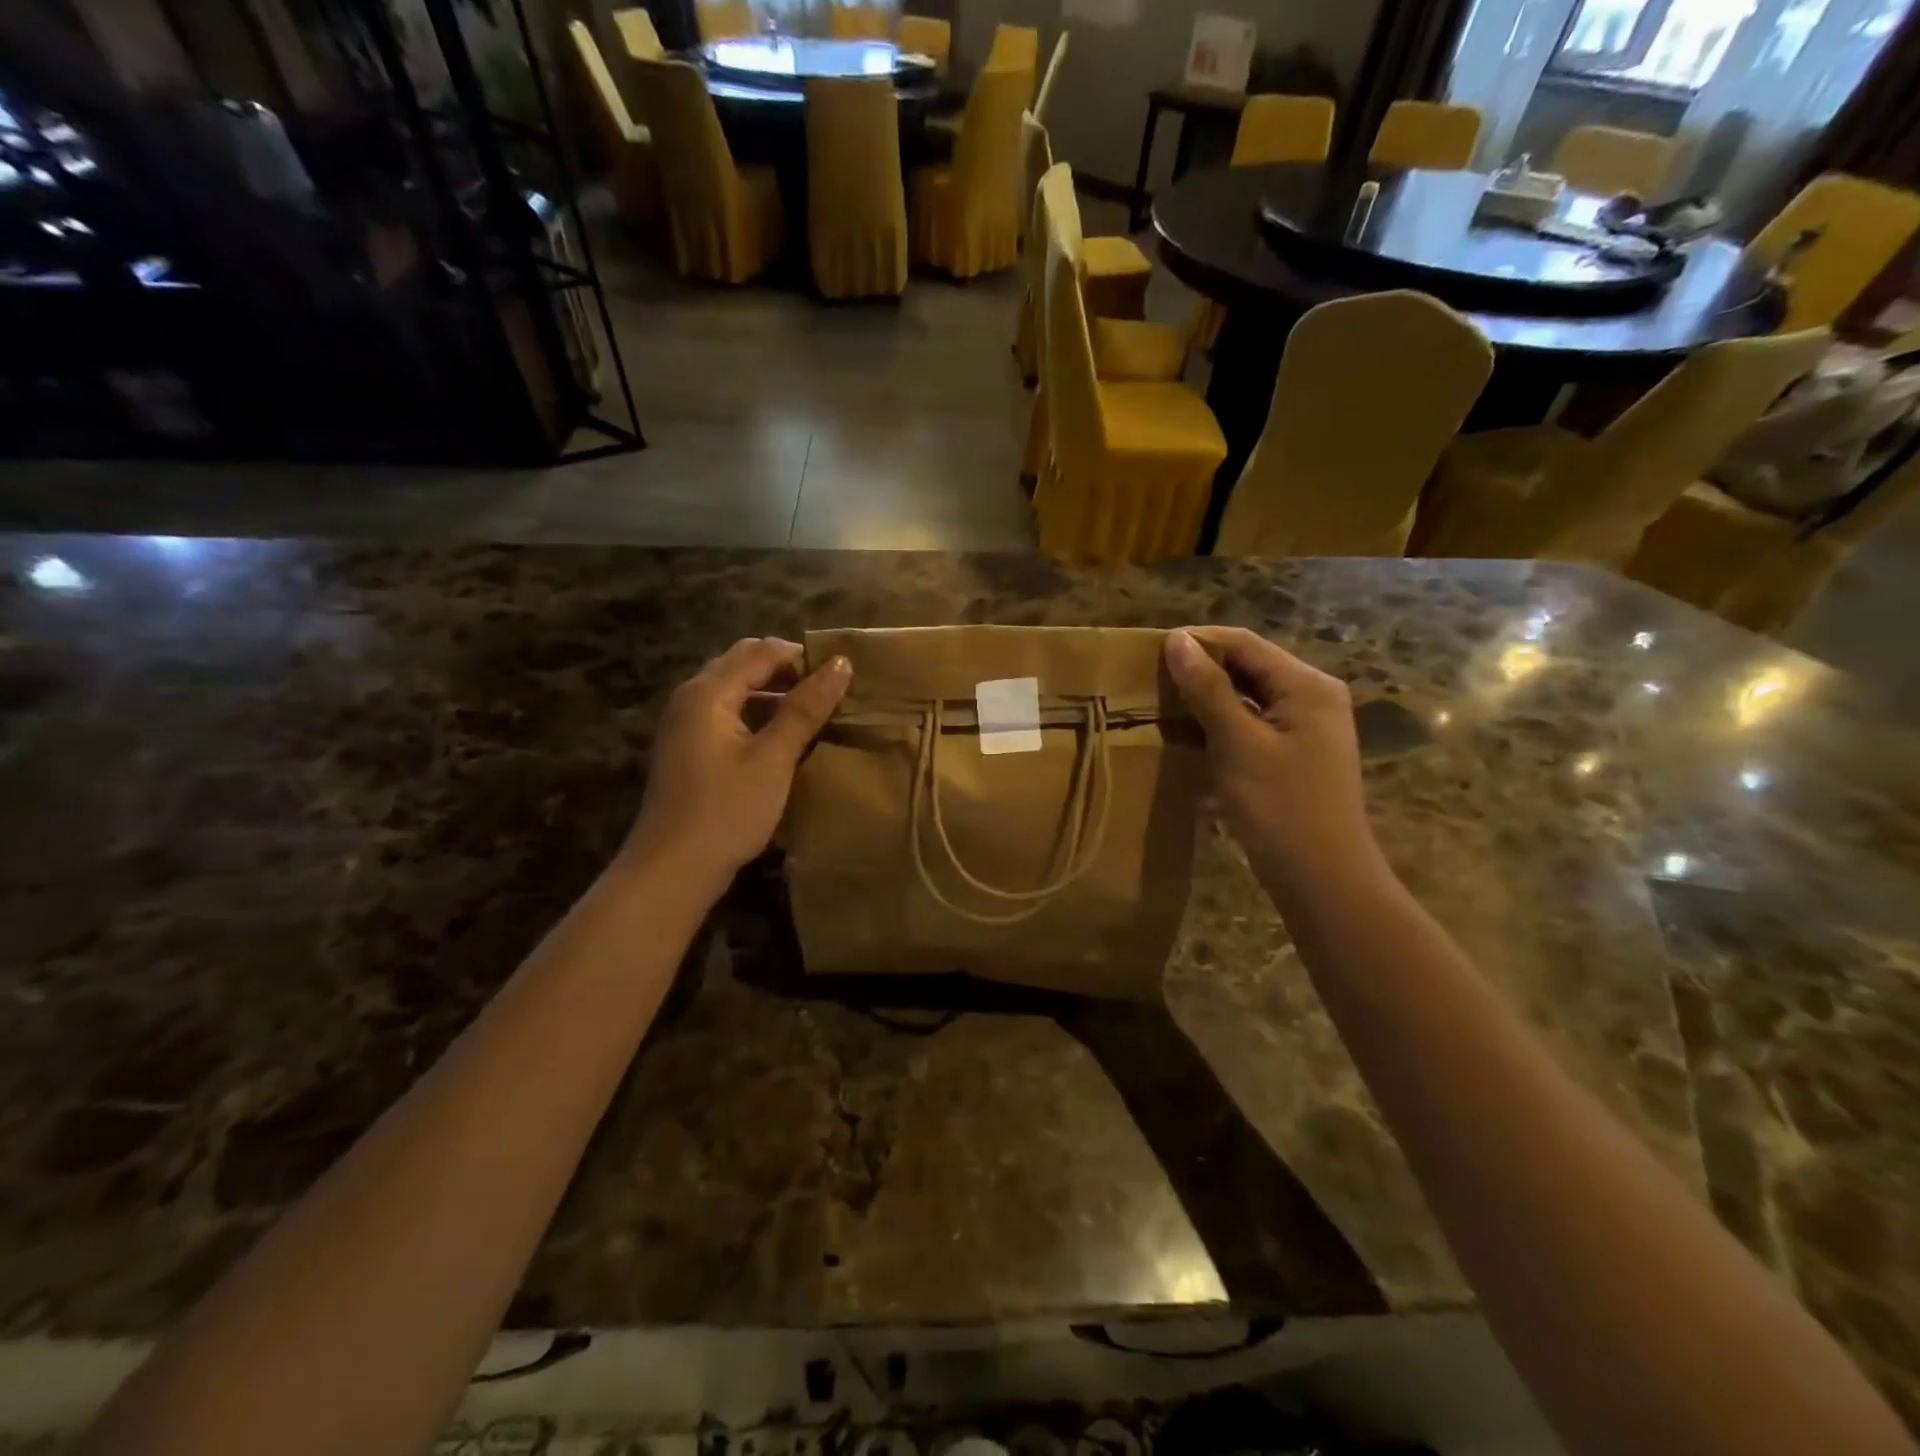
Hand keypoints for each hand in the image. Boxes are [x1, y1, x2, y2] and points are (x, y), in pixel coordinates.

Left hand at [627, 638, 851, 887]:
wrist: (673, 869)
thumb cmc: (727, 810)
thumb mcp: (773, 758)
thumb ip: (805, 709)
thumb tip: (841, 665)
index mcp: (708, 692)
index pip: (760, 651)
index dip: (802, 656)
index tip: (841, 675)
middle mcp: (691, 697)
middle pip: (743, 664)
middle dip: (787, 670)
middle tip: (828, 691)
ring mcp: (685, 724)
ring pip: (735, 690)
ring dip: (773, 693)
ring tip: (813, 712)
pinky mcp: (688, 748)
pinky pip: (727, 714)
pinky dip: (757, 714)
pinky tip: (782, 738)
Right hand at [1164, 627, 1382, 895]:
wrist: (1322, 878)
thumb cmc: (1280, 806)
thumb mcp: (1238, 743)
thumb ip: (1208, 689)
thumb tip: (1178, 639)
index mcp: (1307, 684)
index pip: (1245, 643)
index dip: (1198, 641)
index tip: (1149, 652)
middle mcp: (1313, 695)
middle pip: (1249, 666)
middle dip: (1202, 669)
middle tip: (1151, 678)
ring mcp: (1307, 726)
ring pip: (1249, 695)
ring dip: (1208, 697)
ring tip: (1163, 702)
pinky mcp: (1296, 753)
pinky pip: (1253, 722)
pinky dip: (1222, 722)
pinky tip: (1191, 734)